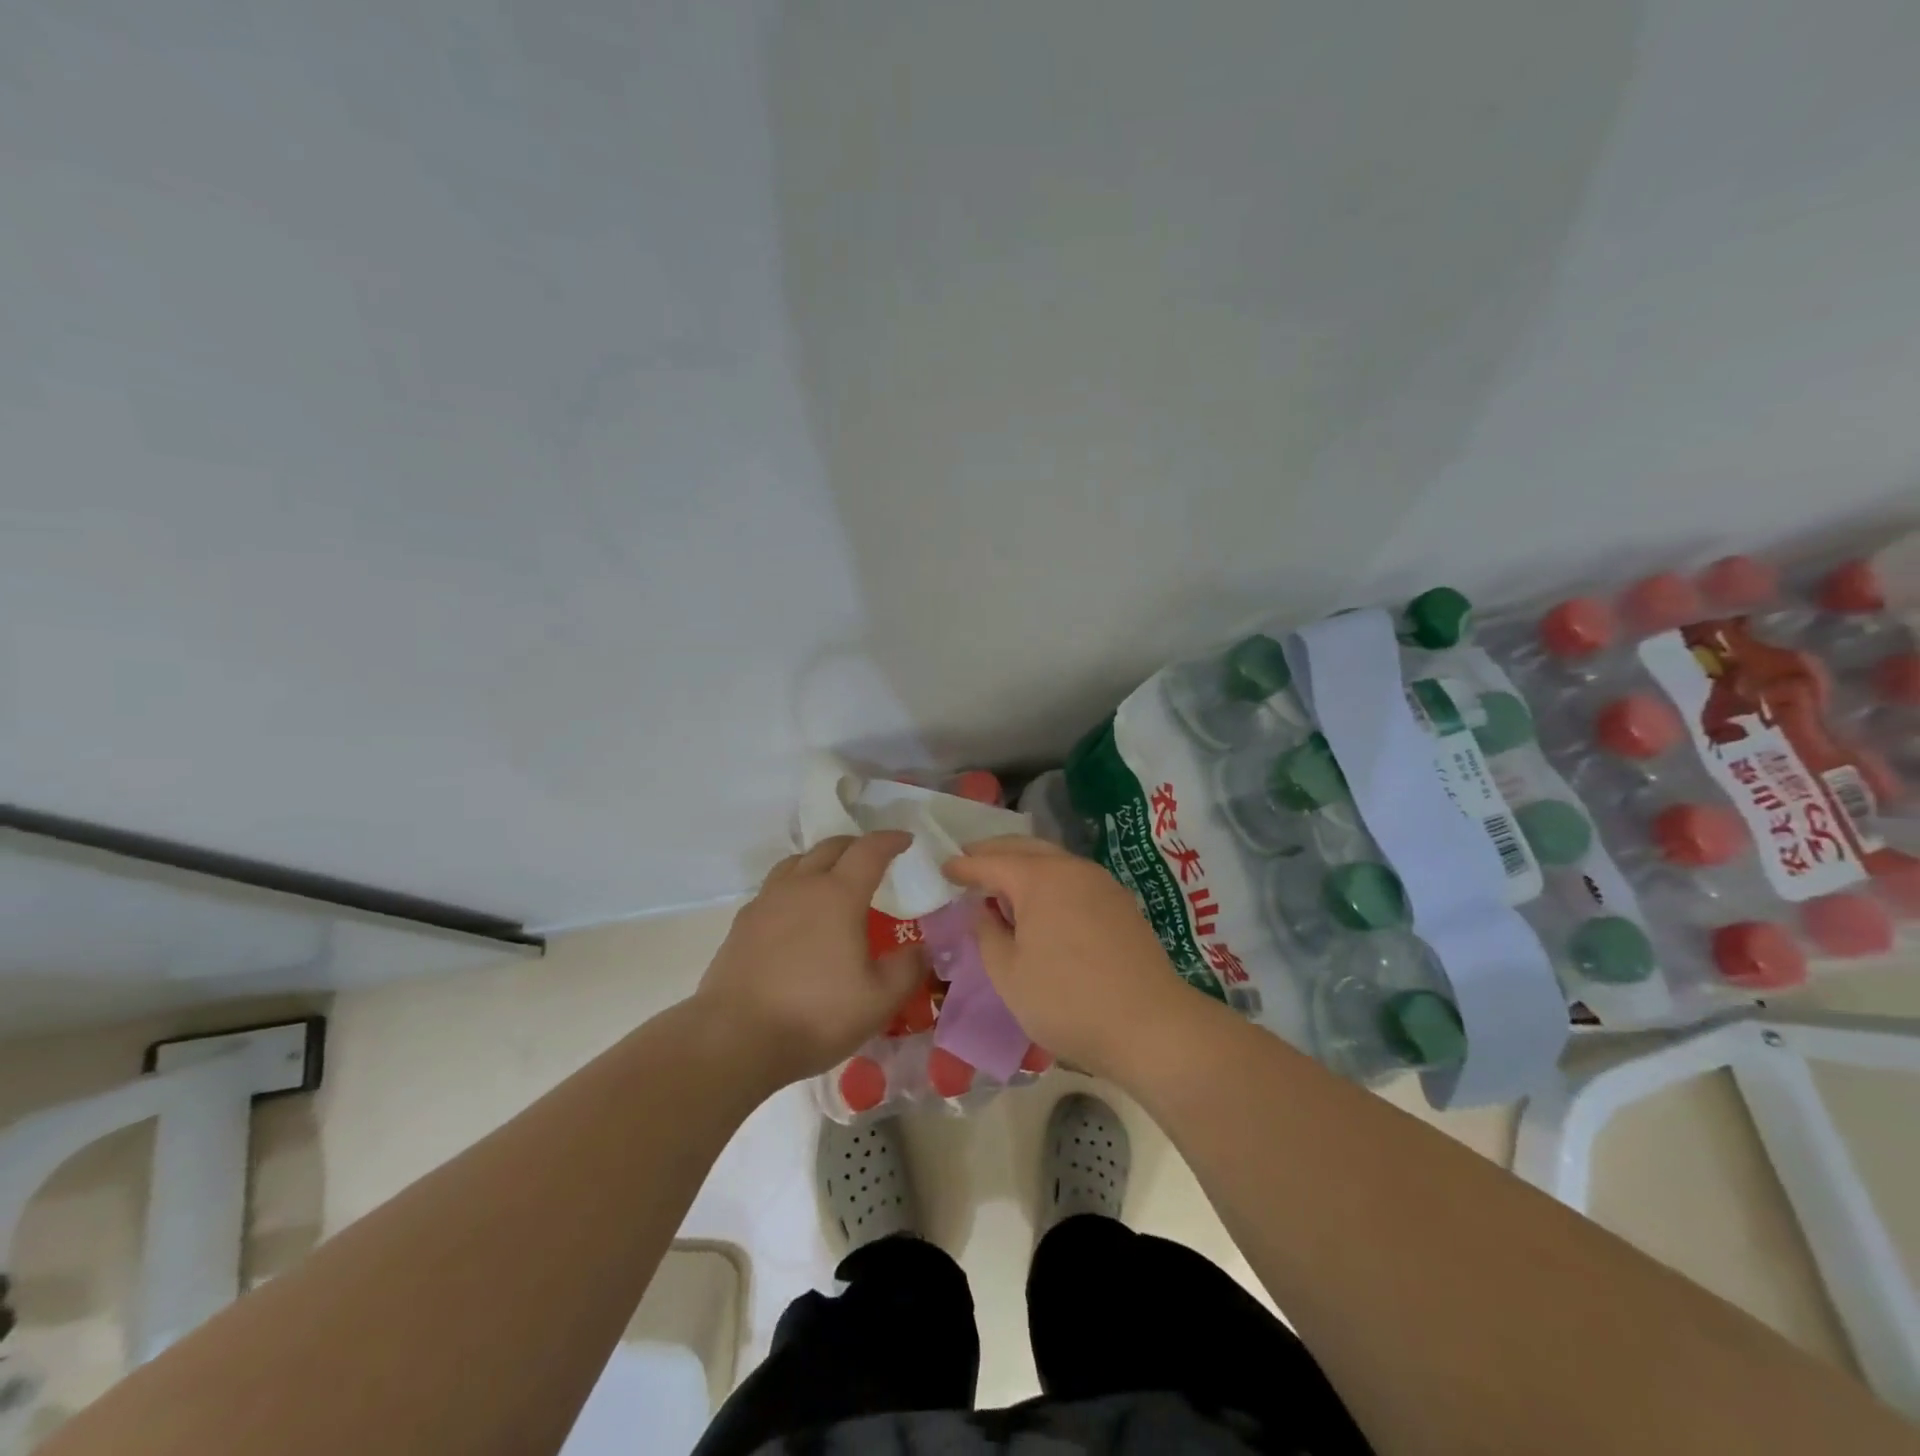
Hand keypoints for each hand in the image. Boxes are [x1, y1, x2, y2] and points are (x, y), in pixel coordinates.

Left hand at [695, 832, 921, 1088]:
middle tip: (872, 857)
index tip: (905, 840)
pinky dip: (794, 886)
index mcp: (839, 895)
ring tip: (832, 878)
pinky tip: (796, 913)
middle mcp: (801, 886)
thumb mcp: (879, 1000)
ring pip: (796, 862)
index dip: (890, 840)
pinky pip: (774, 888)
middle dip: (856, 845)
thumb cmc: (815, 1014)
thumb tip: (922, 947)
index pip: (869, 850)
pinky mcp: (742, 924)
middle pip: (830, 847)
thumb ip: (908, 968)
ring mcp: (766, 902)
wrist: (735, 1038)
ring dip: (820, 860)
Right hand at [942, 837, 1195, 1080]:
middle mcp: (1072, 868)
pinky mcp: (1121, 904)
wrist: (1151, 1026)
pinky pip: (1074, 878)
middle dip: (994, 852)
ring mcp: (1102, 883)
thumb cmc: (1067, 1001)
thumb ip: (987, 934)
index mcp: (1040, 878)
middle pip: (1025, 847)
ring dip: (1024, 863)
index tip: (943, 867)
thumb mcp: (1009, 975)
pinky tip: (1042, 902)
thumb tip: (982, 910)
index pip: (991, 862)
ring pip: (1054, 860)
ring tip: (1002, 882)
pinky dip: (1049, 879)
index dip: (964, 865)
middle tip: (969, 862)